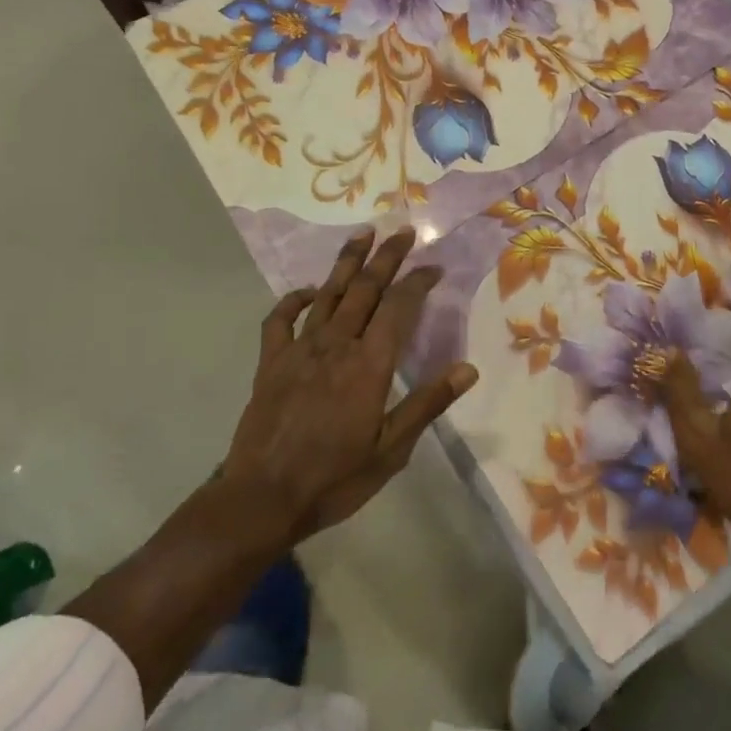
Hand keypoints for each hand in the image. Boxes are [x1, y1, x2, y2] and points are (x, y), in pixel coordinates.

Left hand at [222, 228, 477, 546]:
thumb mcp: (391, 451)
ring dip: (347, 262)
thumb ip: (427, 404)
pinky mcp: (271, 361)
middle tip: (402, 231)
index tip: (433, 266)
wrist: (262, 499)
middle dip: (386, 257)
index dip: (418, 282)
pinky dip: (294, 299)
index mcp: (369, 365)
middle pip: (365, 289)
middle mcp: (336, 345)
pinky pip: (281, 319)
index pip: (399, 307)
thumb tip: (468, 369)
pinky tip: (308, 290)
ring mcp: (300, 349)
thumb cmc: (334, 478)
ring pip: (327, 293)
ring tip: (363, 235)